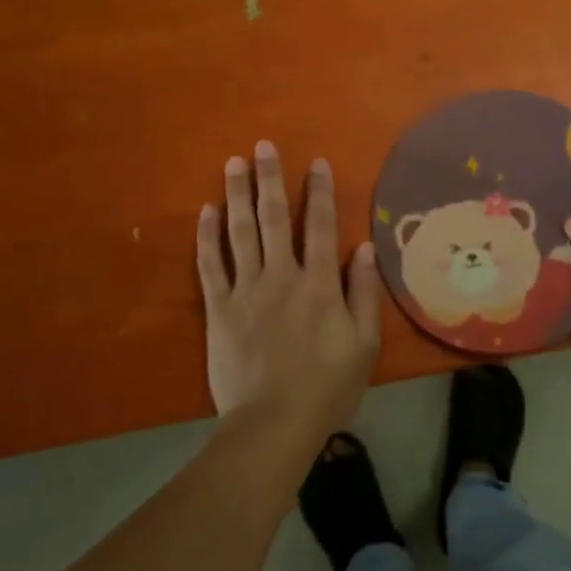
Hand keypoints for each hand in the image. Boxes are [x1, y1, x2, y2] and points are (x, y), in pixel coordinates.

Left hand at [197, 142, 381, 446]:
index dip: (319, 191)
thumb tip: (365, 248)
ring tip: (233, 164)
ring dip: (237, 195)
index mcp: (319, 283)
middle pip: (274, 218)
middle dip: (270, 179)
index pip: (320, 226)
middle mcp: (281, 276)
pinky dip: (207, 236)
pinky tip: (206, 211)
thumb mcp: (364, 344)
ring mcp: (246, 290)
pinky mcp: (218, 309)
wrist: (273, 425)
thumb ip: (364, 293)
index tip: (315, 162)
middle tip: (262, 146)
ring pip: (240, 232)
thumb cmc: (326, 387)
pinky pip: (210, 265)